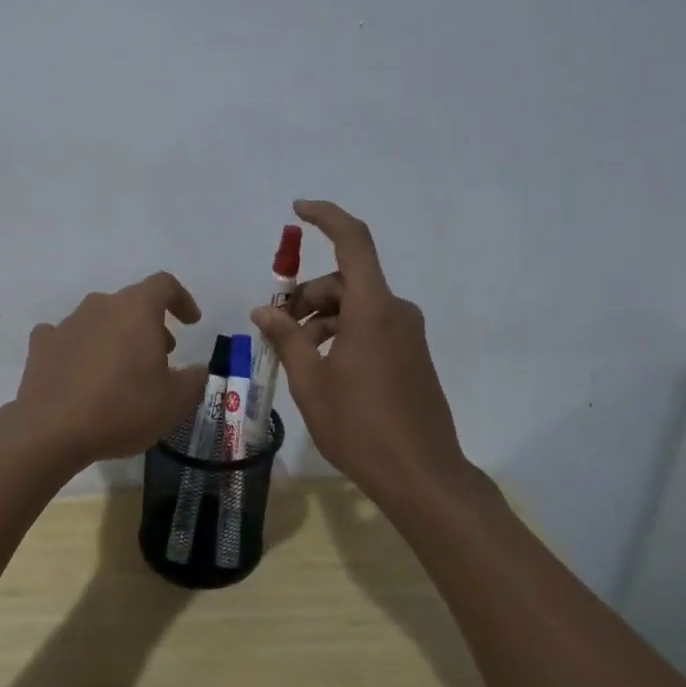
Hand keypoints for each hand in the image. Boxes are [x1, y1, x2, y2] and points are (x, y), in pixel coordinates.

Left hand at [11, 272, 208, 467]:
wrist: (52, 430)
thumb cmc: (122, 408)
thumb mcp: (173, 402)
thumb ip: (193, 380)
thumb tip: (197, 369)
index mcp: (136, 310)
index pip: (163, 284)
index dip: (181, 299)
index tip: (190, 322)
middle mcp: (100, 306)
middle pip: (131, 303)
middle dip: (150, 324)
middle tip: (161, 355)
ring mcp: (67, 323)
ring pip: (99, 318)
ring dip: (116, 336)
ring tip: (123, 370)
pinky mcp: (42, 345)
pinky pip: (66, 337)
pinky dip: (79, 348)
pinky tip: (81, 371)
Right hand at [252, 200, 482, 502]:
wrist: (422, 477)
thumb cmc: (360, 427)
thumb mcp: (311, 382)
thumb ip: (286, 338)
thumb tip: (263, 310)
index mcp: (373, 309)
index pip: (353, 241)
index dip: (326, 217)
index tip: (297, 209)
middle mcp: (395, 312)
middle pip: (346, 280)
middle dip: (307, 294)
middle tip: (276, 325)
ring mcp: (408, 334)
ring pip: (356, 305)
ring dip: (322, 317)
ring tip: (294, 352)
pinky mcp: (412, 355)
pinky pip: (371, 325)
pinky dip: (341, 332)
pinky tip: (322, 364)